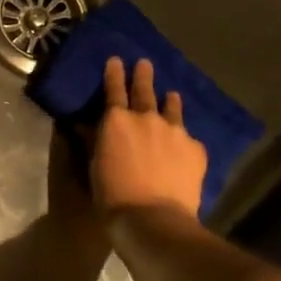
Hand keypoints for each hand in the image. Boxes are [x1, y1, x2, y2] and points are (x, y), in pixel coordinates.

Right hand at [89, 57, 206, 220]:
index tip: (116, 59)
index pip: (114, 88)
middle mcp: (146, 117)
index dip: (114, 72)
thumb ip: (94, 141)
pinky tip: (185, 146)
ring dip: (170, 101)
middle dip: (143, 74)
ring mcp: (174, 131)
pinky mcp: (196, 149)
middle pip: (145, 89)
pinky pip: (189, 138)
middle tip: (144, 63)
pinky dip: (184, 138)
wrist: (154, 221)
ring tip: (172, 96)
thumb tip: (84, 124)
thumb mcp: (94, 167)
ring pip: (172, 108)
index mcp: (116, 120)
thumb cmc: (113, 196)